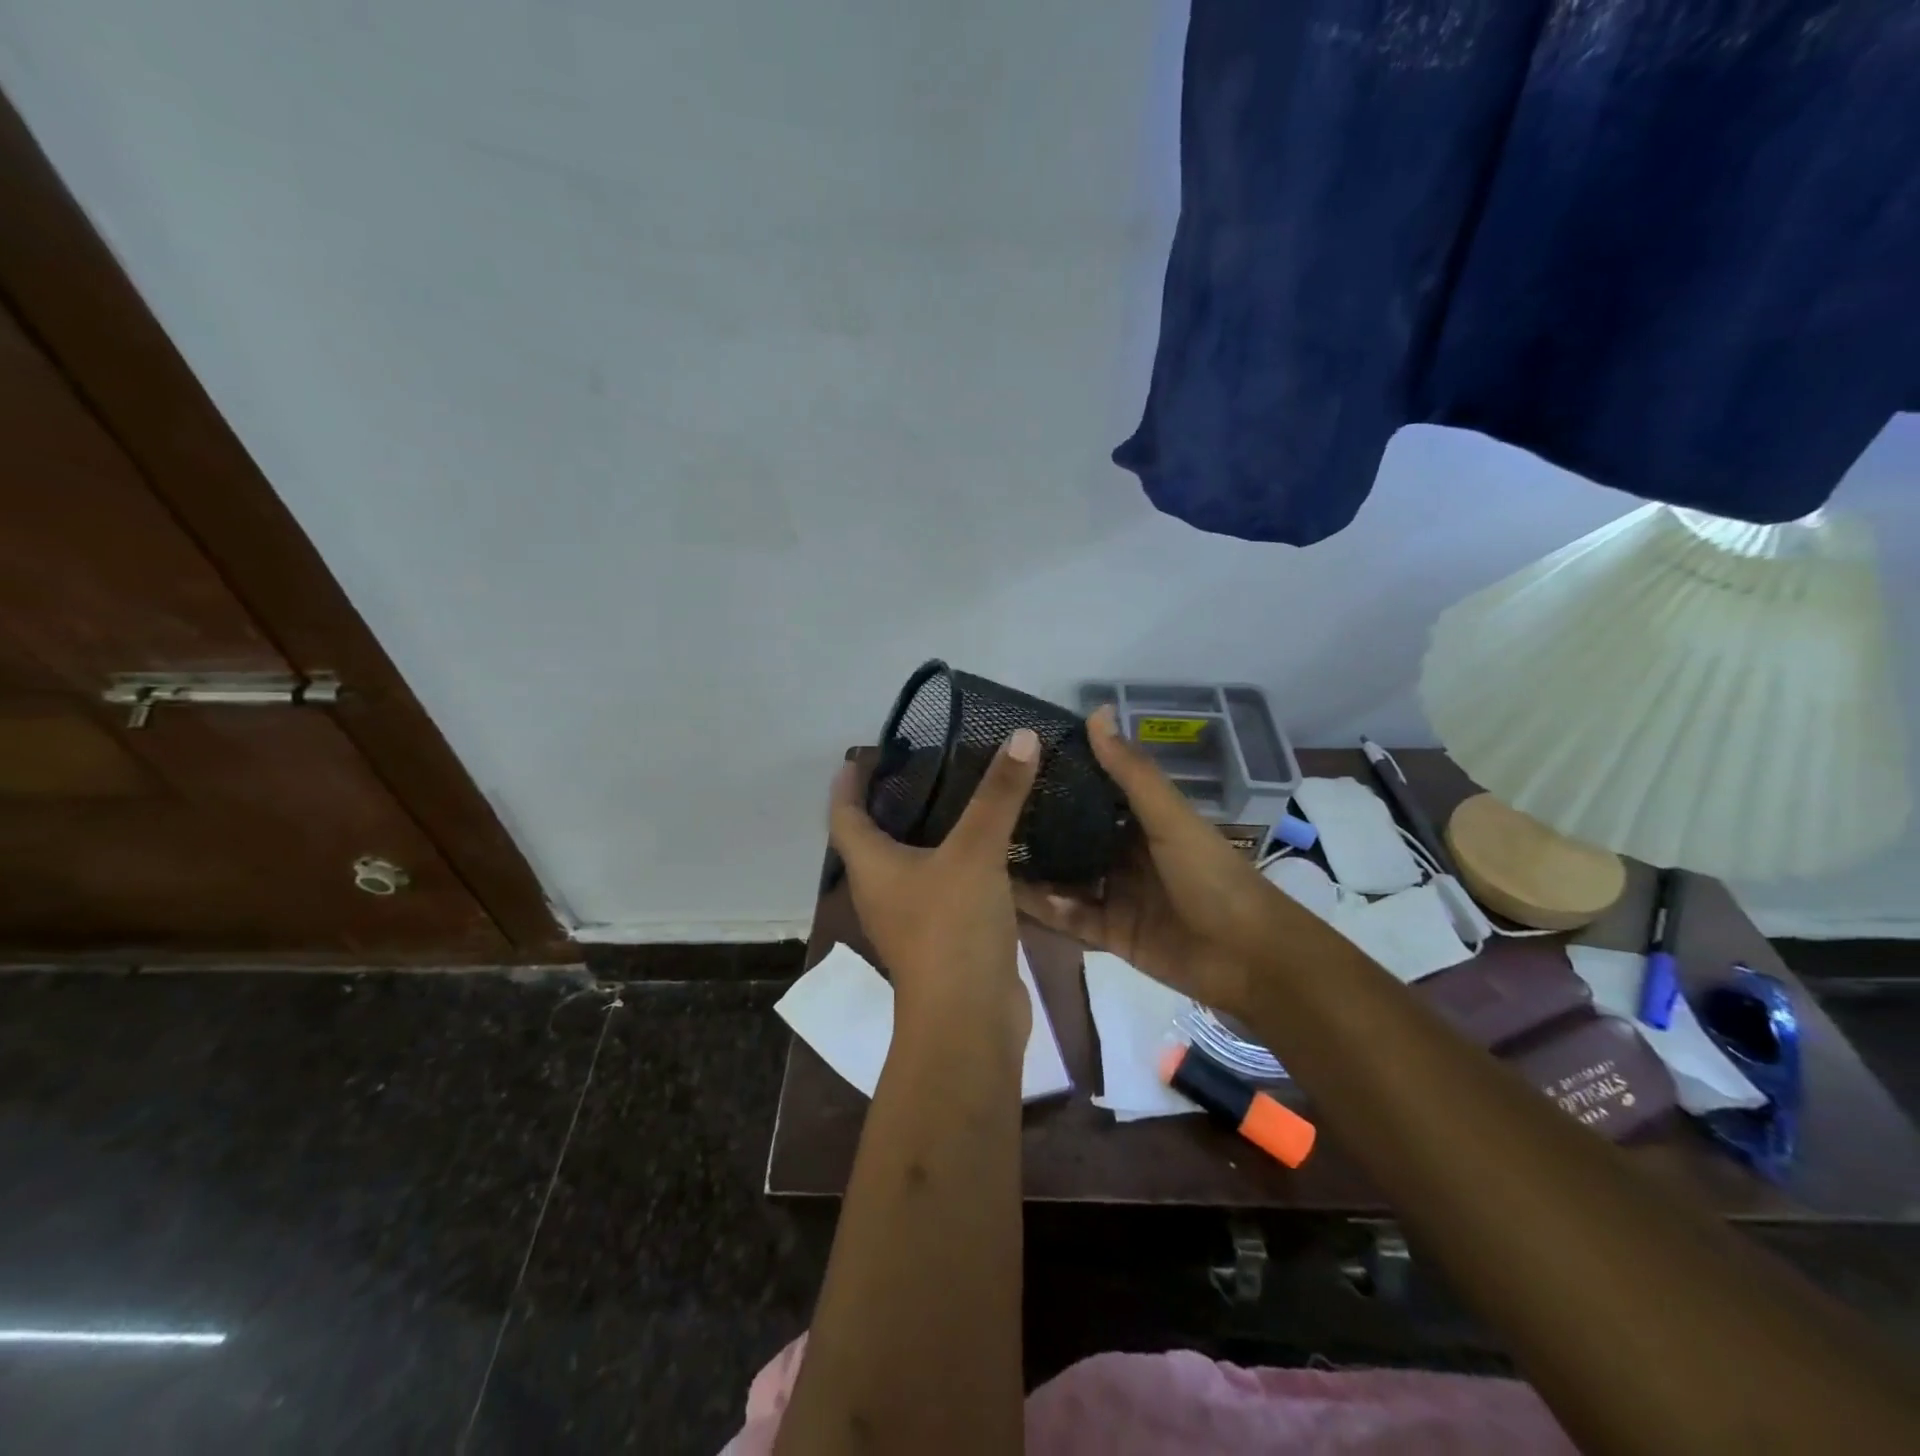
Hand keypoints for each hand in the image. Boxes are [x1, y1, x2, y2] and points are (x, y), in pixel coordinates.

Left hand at [829, 728, 1041, 1033]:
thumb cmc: (952, 929)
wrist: (969, 1021)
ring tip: (957, 800)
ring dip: (925, 834)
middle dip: (889, 804)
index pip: (843, 815)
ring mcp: (911, 920)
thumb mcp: (975, 853)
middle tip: (922, 769)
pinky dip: (956, 863)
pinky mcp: (942, 939)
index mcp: (872, 867)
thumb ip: (998, 795)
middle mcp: (882, 892)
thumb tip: (1021, 736)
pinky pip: (942, 888)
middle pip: (873, 840)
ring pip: (910, 865)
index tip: (861, 755)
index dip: (848, 783)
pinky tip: (989, 849)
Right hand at [1014, 706, 1273, 1013]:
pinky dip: (1048, 908)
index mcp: (1142, 821)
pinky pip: (1071, 917)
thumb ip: (1131, 772)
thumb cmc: (1211, 877)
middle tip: (985, 813)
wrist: (1249, 958)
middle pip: (1073, 837)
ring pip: (1066, 878)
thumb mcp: (1170, 819)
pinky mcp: (1111, 933)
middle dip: (1036, 828)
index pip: (1092, 793)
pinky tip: (1014, 897)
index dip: (1058, 778)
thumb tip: (1097, 711)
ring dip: (1035, 870)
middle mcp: (1124, 854)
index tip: (1012, 764)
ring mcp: (1116, 894)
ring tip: (986, 855)